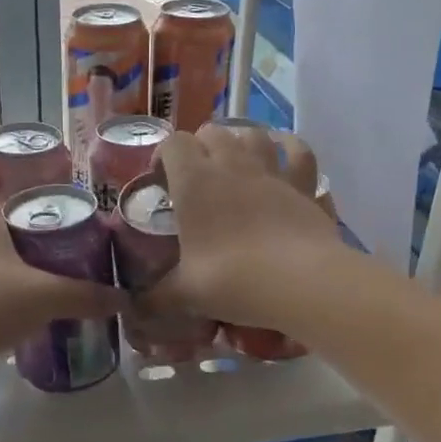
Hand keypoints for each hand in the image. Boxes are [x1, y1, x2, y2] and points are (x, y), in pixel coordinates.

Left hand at [0, 201, 118, 394]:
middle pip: (16, 237)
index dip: (63, 226)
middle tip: (72, 277)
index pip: (34, 207)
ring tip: (48, 299)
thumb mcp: (43, 298)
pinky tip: (11, 318)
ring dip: (19, 279)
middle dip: (43, 257)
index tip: (84, 249)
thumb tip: (125, 299)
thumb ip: (86, 296)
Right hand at [144, 124, 340, 329]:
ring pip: (254, 133)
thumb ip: (156, 297)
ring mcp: (272, 170)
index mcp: (195, 182)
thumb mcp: (185, 293)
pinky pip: (299, 151)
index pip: (174, 144)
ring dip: (241, 140)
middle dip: (200, 146)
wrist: (302, 282)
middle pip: (212, 131)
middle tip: (195, 176)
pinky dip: (289, 147)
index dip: (164, 155)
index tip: (161, 180)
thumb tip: (135, 309)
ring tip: (236, 160)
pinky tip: (284, 152)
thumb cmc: (234, 280)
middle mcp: (232, 165)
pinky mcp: (304, 184)